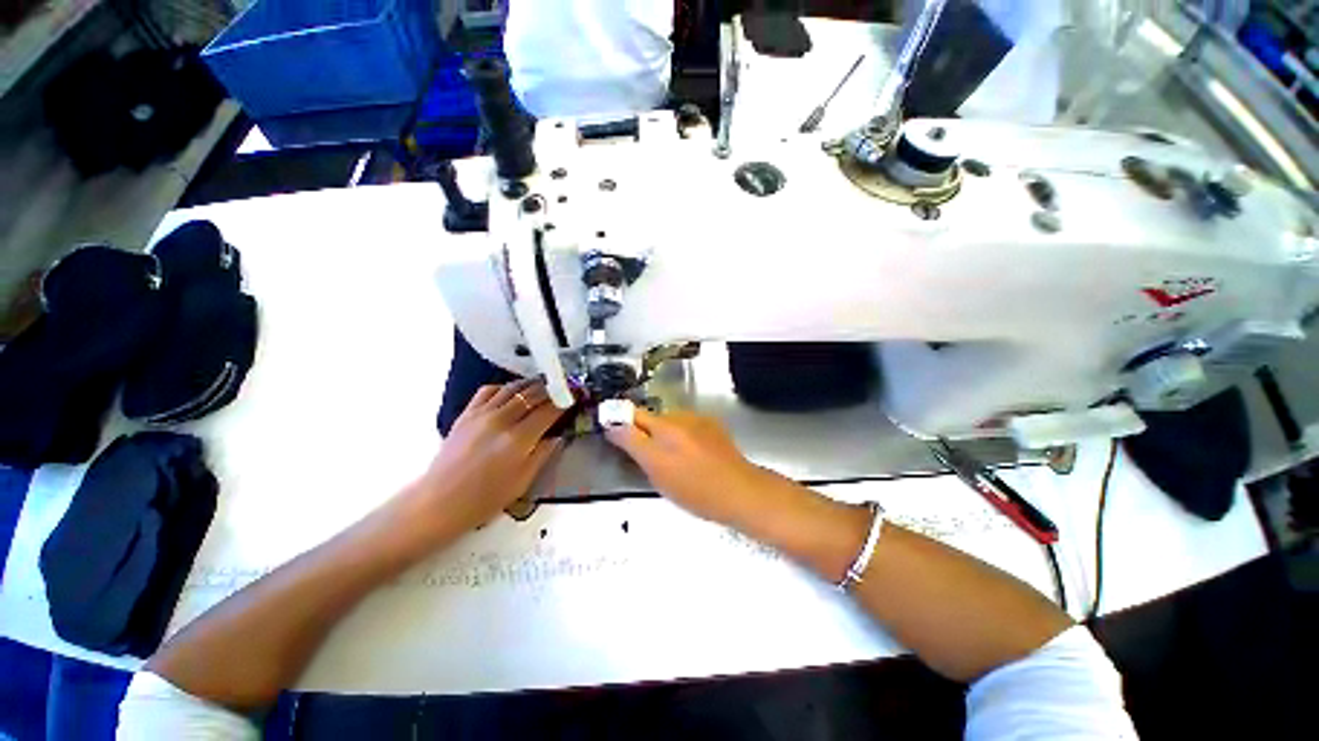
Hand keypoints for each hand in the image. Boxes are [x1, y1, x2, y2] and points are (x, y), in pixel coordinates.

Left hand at [406, 379, 564, 539]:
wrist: (439, 502)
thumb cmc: (484, 499)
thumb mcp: (522, 481)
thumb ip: (543, 454)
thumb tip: (557, 436)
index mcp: (518, 440)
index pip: (549, 410)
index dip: (565, 401)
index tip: (576, 396)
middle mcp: (501, 420)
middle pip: (533, 394)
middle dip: (552, 389)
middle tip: (564, 388)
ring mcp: (481, 414)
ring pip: (512, 388)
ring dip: (532, 384)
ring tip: (544, 386)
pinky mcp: (466, 414)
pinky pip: (489, 390)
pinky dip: (505, 387)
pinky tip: (512, 393)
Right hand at [604, 408, 766, 529]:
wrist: (740, 490)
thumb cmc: (695, 490)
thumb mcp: (658, 474)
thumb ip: (633, 446)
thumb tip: (613, 426)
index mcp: (663, 429)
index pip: (631, 414)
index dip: (619, 421)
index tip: (612, 431)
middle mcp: (678, 418)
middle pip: (650, 418)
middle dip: (644, 432)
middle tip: (647, 457)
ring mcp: (697, 419)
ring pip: (669, 422)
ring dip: (664, 434)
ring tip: (675, 459)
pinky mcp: (711, 424)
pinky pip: (686, 425)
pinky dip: (683, 435)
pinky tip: (693, 453)